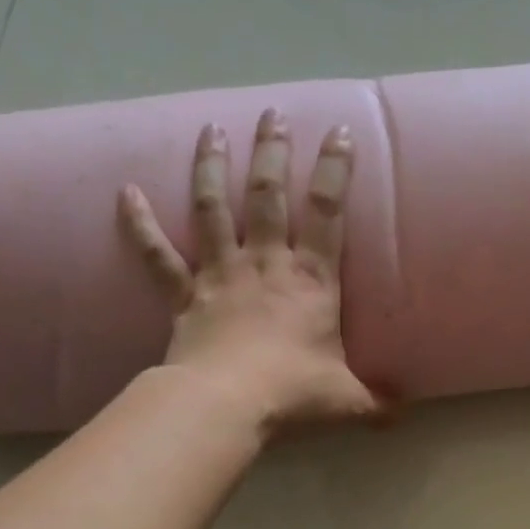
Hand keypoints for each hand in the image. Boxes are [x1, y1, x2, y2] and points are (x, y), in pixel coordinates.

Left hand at [119, 108, 377, 430]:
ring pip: (213, 209)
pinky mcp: (183, 295)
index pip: (327, 212)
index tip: (339, 130)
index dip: (335, 169)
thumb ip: (376, 403)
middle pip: (268, 196)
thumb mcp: (348, 401)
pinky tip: (126, 192)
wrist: (225, 404)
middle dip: (271, 152)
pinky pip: (156, 254)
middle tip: (272, 114)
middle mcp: (266, 264)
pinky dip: (140, 224)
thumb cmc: (292, 393)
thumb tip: (403, 414)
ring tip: (212, 129)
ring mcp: (220, 275)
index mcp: (311, 280)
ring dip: (212, 167)